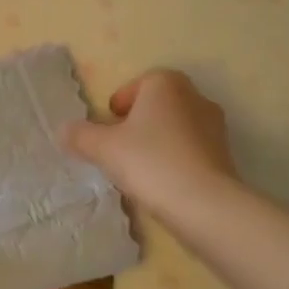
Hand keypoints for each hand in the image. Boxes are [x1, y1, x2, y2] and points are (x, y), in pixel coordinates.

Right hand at [60, 69, 236, 218]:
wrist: (205, 205)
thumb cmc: (150, 162)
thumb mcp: (103, 148)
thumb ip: (80, 136)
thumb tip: (63, 130)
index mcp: (166, 83)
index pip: (138, 84)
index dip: (119, 104)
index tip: (108, 126)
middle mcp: (194, 96)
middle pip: (157, 105)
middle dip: (138, 123)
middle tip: (119, 147)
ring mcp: (215, 126)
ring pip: (175, 128)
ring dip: (157, 142)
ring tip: (138, 170)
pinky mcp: (225, 156)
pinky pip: (191, 150)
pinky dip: (175, 160)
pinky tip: (162, 184)